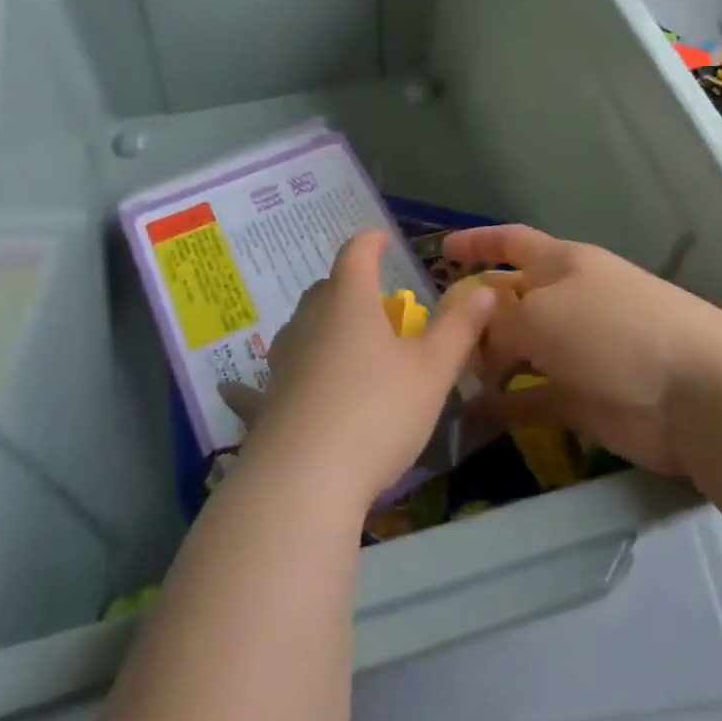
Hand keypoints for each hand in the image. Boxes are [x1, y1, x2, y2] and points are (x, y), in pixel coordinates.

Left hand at [238, 231, 498, 505]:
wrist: (304, 480)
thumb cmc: (377, 412)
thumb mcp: (432, 371)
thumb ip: (459, 328)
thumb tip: (484, 289)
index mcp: (349, 302)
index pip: (356, 254)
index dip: (370, 242)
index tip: (381, 239)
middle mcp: (309, 322)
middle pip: (326, 290)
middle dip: (349, 288)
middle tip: (375, 306)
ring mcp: (282, 361)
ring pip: (300, 329)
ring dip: (320, 328)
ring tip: (341, 345)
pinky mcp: (264, 402)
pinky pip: (261, 382)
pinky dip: (264, 380)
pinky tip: (237, 391)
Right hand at [441, 224, 721, 477]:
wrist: (693, 394)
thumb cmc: (611, 331)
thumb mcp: (540, 314)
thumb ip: (498, 323)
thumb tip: (477, 338)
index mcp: (561, 264)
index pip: (511, 242)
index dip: (477, 242)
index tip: (441, 249)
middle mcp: (566, 302)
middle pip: (507, 301)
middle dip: (472, 315)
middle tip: (430, 337)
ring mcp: (575, 352)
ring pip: (516, 352)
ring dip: (483, 364)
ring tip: (444, 379)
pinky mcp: (582, 399)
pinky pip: (532, 398)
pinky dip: (505, 406)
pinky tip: (473, 416)